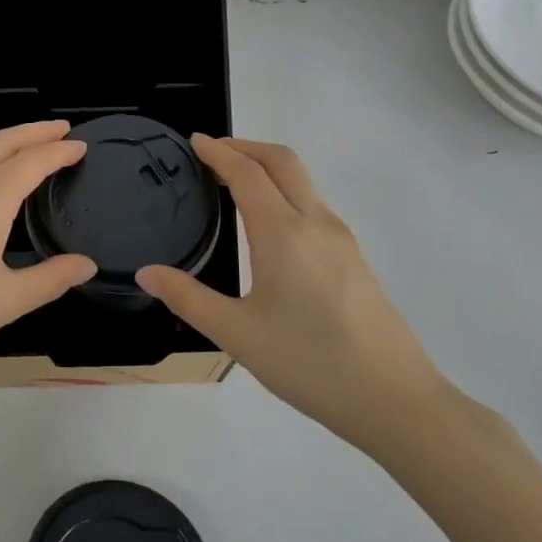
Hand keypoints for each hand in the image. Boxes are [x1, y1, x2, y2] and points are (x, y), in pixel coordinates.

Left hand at [0, 122, 95, 399]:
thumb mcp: (5, 302)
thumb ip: (50, 279)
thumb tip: (87, 264)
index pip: (31, 162)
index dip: (59, 151)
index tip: (80, 145)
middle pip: (1, 143)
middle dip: (33, 132)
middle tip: (61, 128)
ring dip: (2, 143)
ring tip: (22, 149)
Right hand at [137, 136, 447, 453]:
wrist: (395, 400)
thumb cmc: (309, 363)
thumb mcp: (237, 334)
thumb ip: (187, 298)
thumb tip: (146, 273)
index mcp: (283, 233)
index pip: (247, 173)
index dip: (219, 152)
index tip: (195, 141)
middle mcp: (316, 223)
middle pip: (283, 161)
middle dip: (247, 146)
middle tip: (212, 153)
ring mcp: (341, 239)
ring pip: (303, 181)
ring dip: (268, 168)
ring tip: (234, 184)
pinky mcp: (354, 258)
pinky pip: (314, 206)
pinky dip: (285, 192)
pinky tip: (268, 225)